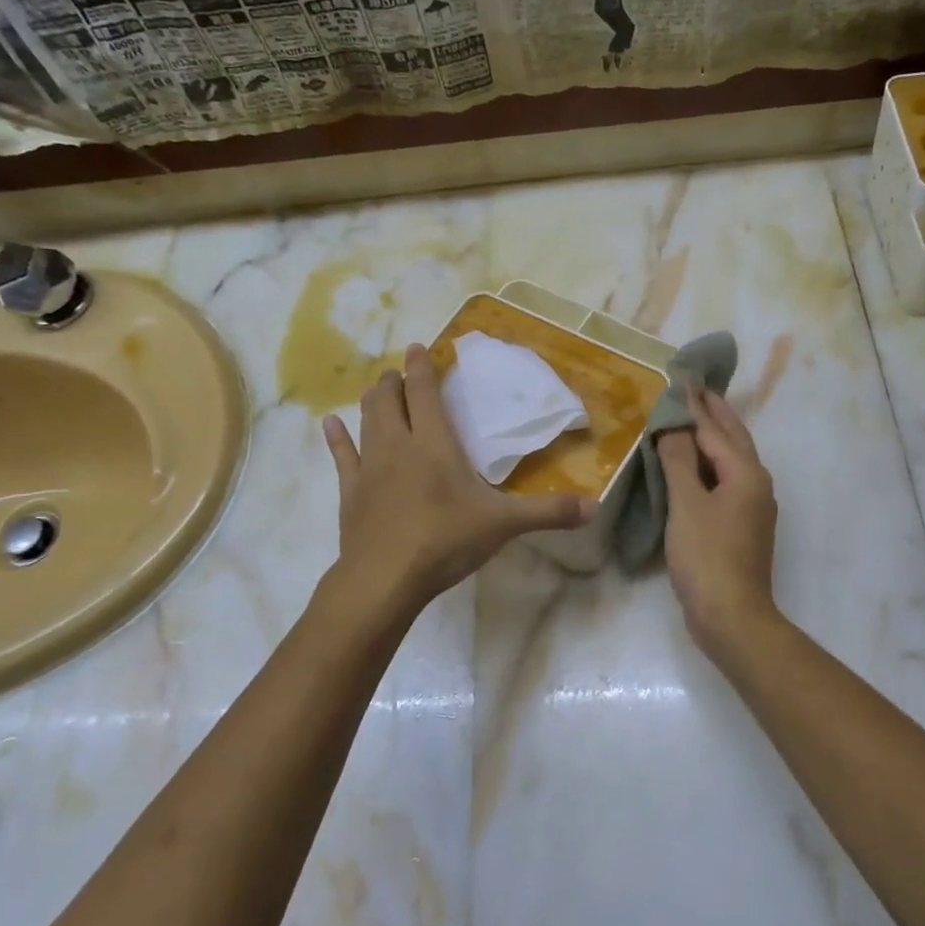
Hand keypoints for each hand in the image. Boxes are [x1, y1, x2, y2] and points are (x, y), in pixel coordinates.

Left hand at [323, 344, 594, 611]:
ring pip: (367, 421)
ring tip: (376, 388)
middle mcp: (397, 445)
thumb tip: (594, 506)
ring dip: (372, 401)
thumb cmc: (445, 540)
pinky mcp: (350, 493)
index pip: (424, 392)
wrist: (385, 577)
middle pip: (390, 400)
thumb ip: (548, 512)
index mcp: (433, 443)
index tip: (419, 347)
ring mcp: (369, 468)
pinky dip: (337, 438)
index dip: (422, 368)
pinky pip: (341, 457)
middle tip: (400, 371)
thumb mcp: (503, 524)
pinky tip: (329, 424)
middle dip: (395, 381)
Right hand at [656, 386, 779, 654]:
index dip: (695, 403)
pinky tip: (695, 466)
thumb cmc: (707, 556)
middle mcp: (756, 483)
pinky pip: (726, 480)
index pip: (715, 429)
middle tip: (695, 386)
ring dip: (713, 436)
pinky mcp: (742, 525)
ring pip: (732, 459)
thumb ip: (679, 461)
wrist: (732, 616)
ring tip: (694, 417)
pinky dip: (709, 463)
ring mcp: (752, 506)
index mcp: (745, 473)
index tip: (682, 377)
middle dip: (714, 411)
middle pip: (733, 438)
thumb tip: (673, 425)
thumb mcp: (687, 504)